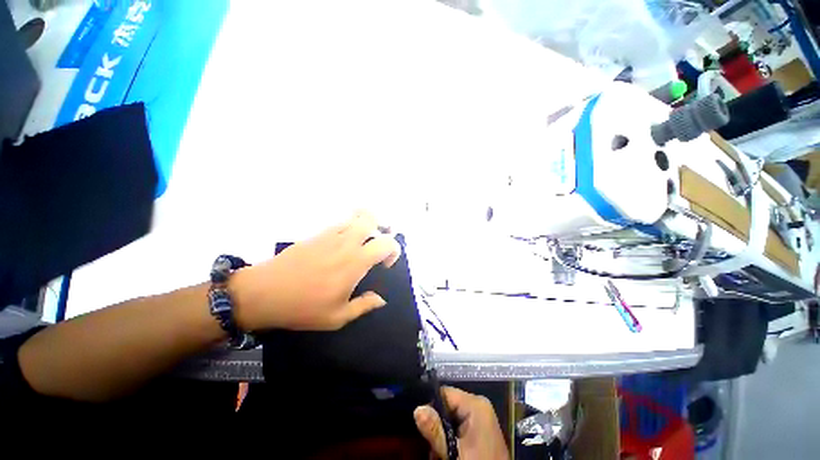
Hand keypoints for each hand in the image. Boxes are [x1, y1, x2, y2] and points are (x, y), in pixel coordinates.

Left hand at [231, 211, 401, 330]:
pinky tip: (341, 245)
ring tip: (362, 241)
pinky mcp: (317, 234)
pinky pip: (339, 223)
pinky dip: (348, 228)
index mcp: (355, 262)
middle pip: (370, 218)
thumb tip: (381, 299)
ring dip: (364, 225)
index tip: (384, 265)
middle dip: (381, 226)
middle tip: (378, 241)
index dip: (393, 250)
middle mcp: (346, 242)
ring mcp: (330, 235)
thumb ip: (364, 306)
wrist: (263, 292)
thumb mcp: (337, 317)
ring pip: (355, 217)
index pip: (386, 243)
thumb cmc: (303, 307)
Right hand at [414, 386, 508, 459]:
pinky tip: (447, 451)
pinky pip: (459, 424)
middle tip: (430, 444)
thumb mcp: (454, 451)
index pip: (444, 393)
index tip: (420, 424)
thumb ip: (435, 430)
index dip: (430, 406)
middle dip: (436, 424)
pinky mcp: (480, 427)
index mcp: (475, 404)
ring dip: (442, 433)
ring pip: (451, 416)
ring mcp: (481, 416)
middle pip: (447, 405)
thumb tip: (417, 409)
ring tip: (437, 451)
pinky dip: (450, 436)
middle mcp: (479, 404)